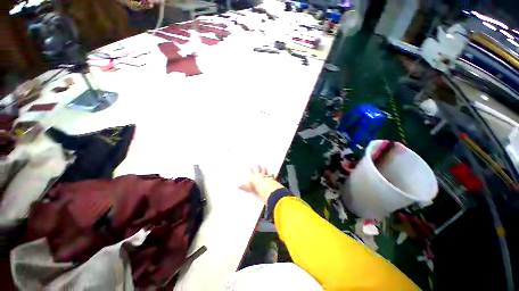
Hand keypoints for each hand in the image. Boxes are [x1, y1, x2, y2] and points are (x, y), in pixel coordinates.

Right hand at [240, 166, 283, 202]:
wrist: (264, 186)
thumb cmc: (256, 187)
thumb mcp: (248, 188)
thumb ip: (244, 187)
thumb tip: (238, 186)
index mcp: (254, 177)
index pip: (252, 172)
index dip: (250, 170)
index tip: (250, 166)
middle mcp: (260, 175)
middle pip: (258, 170)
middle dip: (258, 167)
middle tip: (257, 164)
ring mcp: (265, 176)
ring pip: (265, 171)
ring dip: (264, 169)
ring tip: (264, 166)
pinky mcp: (270, 178)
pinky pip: (271, 175)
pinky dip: (272, 175)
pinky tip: (273, 173)